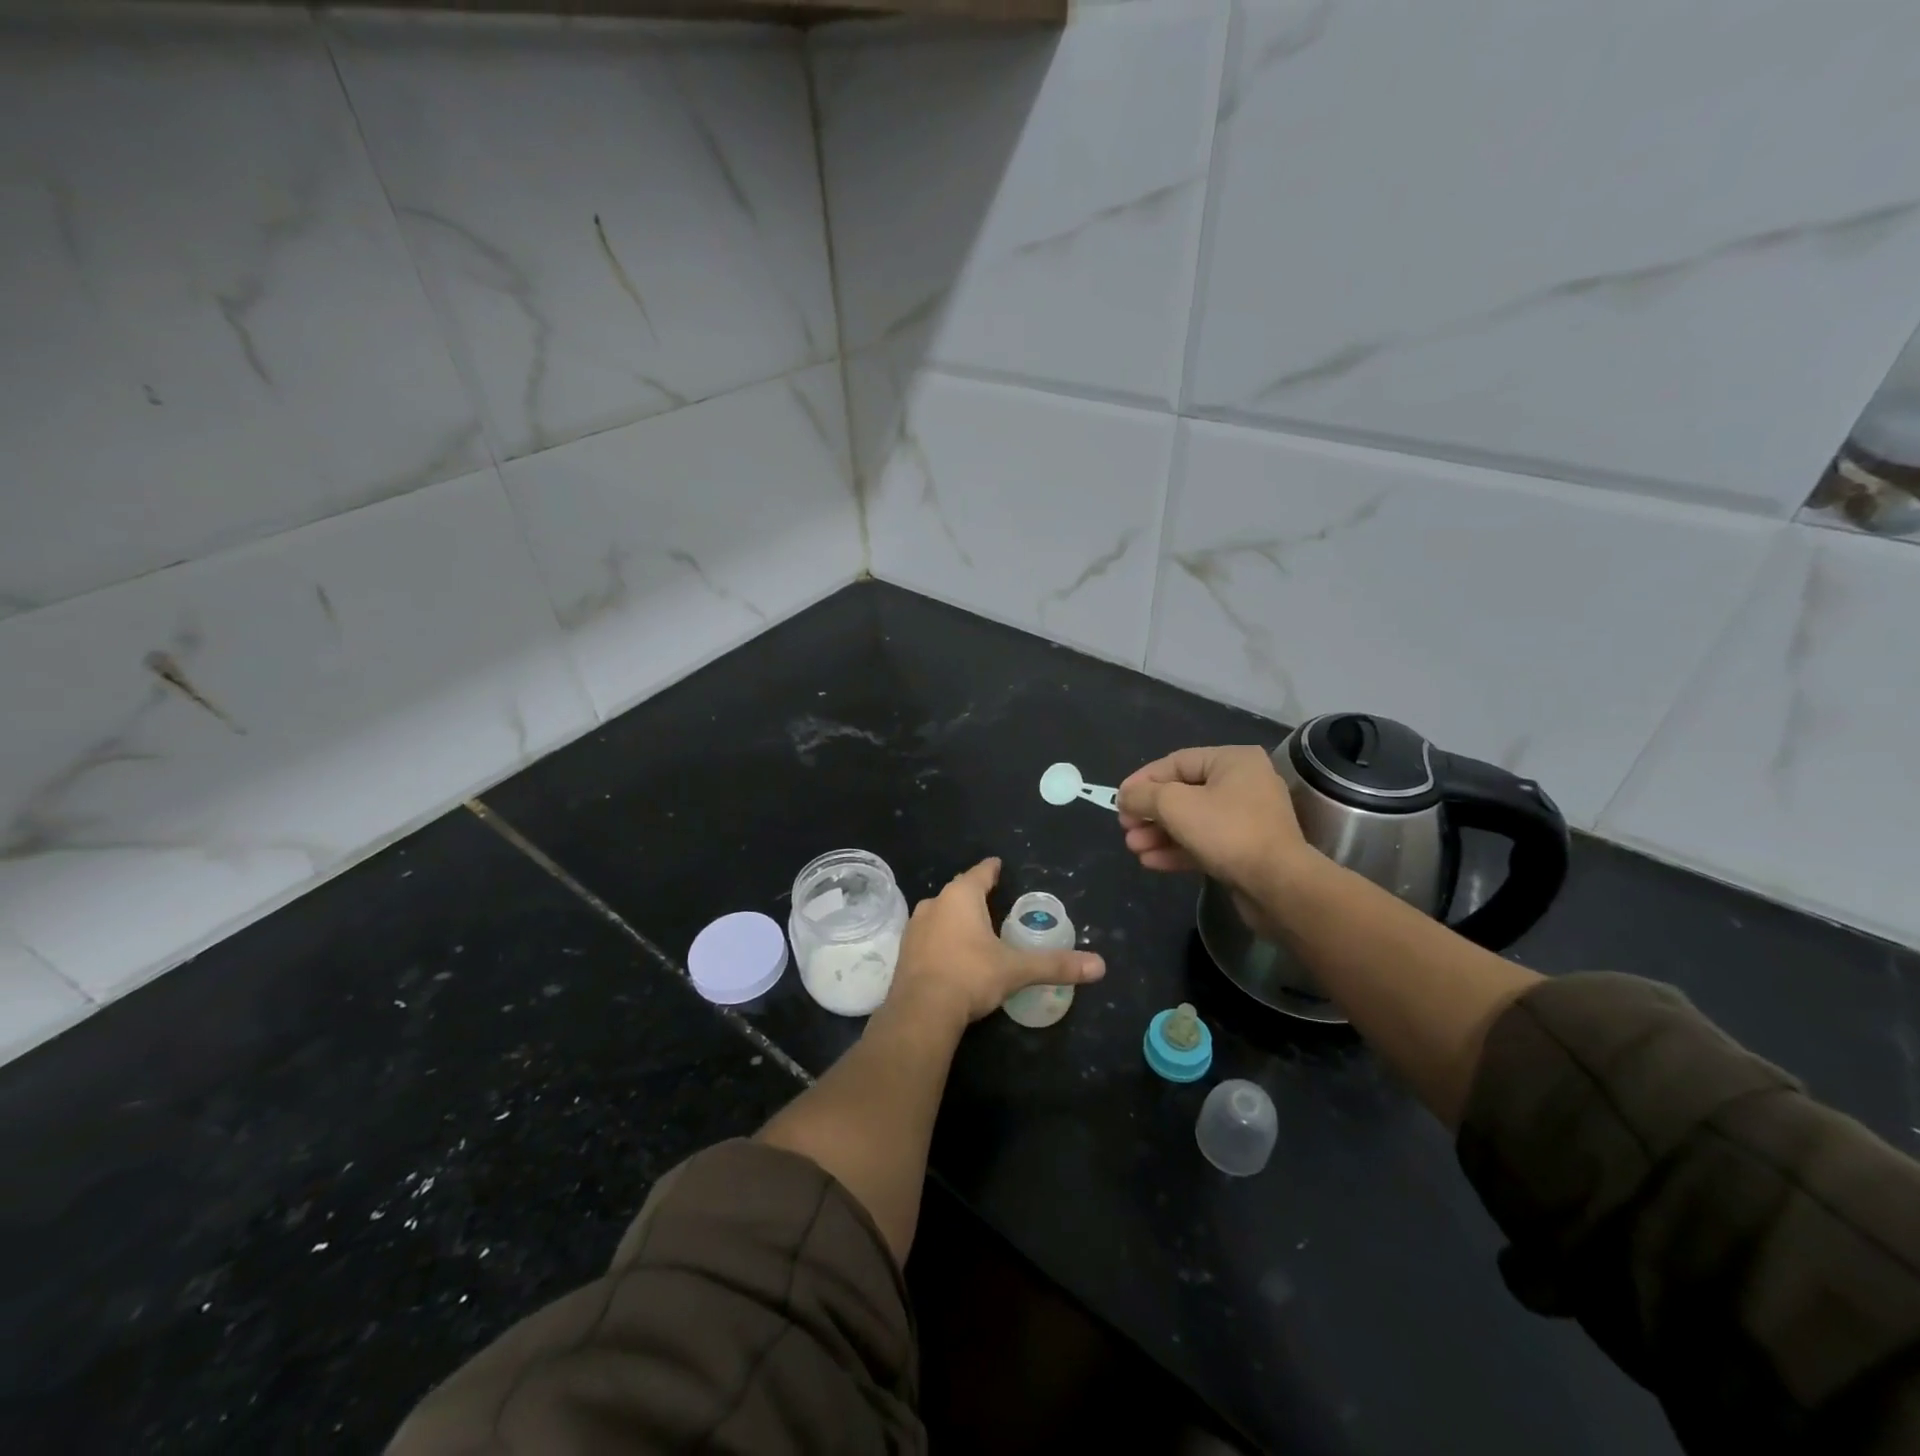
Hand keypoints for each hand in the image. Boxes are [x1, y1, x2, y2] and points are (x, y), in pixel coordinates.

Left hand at [887, 858, 1104, 1027]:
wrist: (920, 1011)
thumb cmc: (971, 976)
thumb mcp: (1016, 970)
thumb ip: (1056, 965)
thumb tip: (1099, 966)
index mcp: (961, 897)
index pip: (980, 873)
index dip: (991, 869)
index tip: (998, 865)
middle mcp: (934, 903)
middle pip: (958, 891)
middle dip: (974, 893)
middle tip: (991, 897)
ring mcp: (915, 927)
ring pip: (940, 912)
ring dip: (955, 916)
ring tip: (973, 925)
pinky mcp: (904, 951)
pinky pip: (928, 935)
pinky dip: (941, 938)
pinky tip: (950, 952)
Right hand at [1116, 747, 1316, 929]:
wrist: (1278, 886)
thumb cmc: (1226, 832)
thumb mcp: (1175, 805)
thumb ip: (1144, 796)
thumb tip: (1125, 796)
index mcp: (1233, 761)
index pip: (1176, 763)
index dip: (1142, 781)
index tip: (1118, 800)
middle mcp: (1243, 783)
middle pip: (1183, 792)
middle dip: (1150, 813)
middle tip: (1125, 828)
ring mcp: (1246, 818)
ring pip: (1191, 820)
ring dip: (1159, 833)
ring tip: (1133, 848)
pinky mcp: (1245, 849)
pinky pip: (1204, 842)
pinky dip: (1177, 849)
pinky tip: (1151, 862)